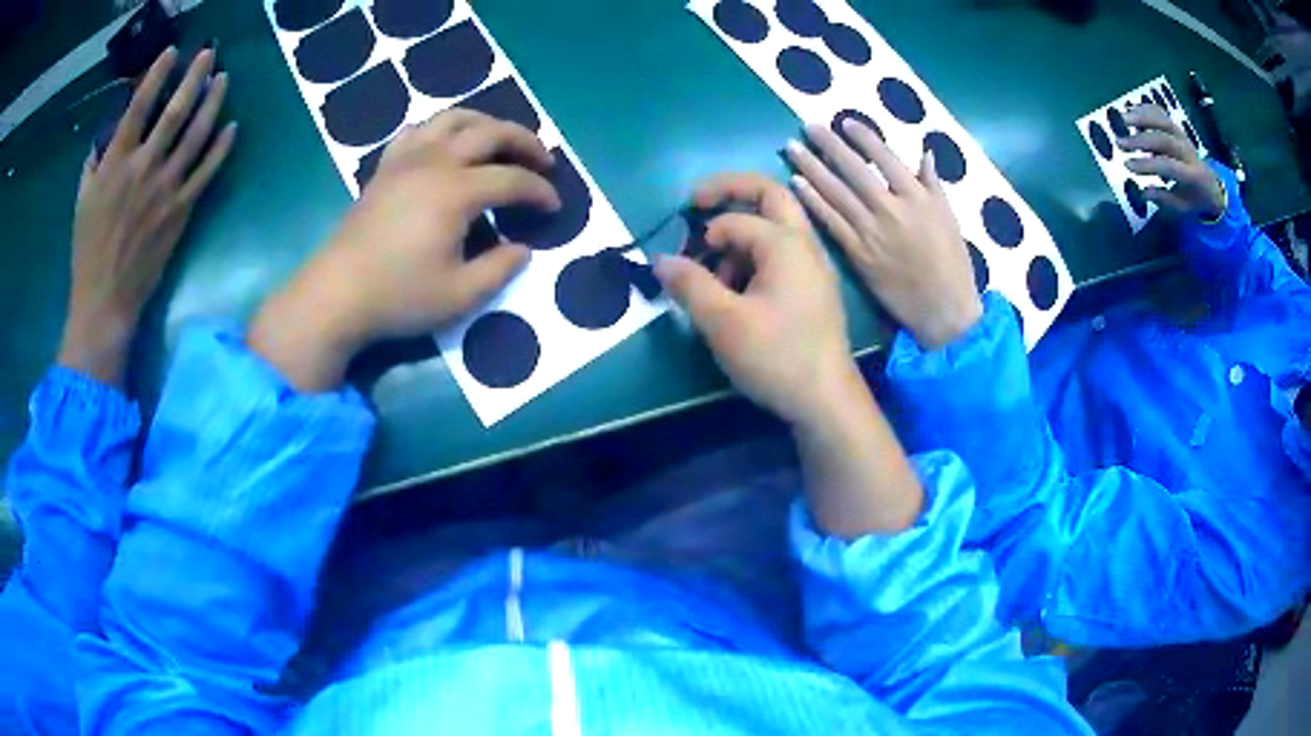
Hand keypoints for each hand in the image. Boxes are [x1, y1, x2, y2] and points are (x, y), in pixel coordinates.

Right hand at [60, 48, 234, 385]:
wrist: (106, 301)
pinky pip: (206, 172)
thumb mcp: (82, 202)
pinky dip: (221, 147)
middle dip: (195, 76)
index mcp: (115, 162)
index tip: (172, 52)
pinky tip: (233, 127)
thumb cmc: (87, 252)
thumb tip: (106, 138)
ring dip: (213, 102)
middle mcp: (143, 167)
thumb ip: (94, 165)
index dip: (157, 74)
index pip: (139, 106)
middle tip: (209, 54)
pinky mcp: (181, 210)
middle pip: (175, 110)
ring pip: (197, 134)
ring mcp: (166, 188)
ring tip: (224, 80)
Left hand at [249, 110, 559, 391]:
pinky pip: (417, 130)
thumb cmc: (398, 297)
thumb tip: (522, 249)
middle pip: (491, 132)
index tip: (555, 208)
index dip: (540, 192)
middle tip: (544, 161)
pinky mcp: (385, 167)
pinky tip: (445, 146)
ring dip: (486, 123)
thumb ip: (499, 269)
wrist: (336, 295)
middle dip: (525, 141)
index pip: (513, 180)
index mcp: (456, 192)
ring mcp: (406, 159)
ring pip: (454, 118)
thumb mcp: (459, 296)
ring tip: (500, 141)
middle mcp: (435, 162)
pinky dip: (441, 130)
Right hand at [653, 173, 857, 426]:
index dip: (701, 236)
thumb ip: (689, 284)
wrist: (826, 400)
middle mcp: (805, 244)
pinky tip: (740, 293)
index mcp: (785, 243)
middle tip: (696, 202)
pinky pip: (781, 253)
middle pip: (769, 195)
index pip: (734, 220)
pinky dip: (755, 257)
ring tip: (716, 274)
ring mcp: (813, 266)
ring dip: (740, 234)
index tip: (680, 264)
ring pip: (775, 226)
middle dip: (730, 192)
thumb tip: (660, 259)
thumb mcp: (722, 321)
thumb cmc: (776, 356)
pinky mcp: (813, 288)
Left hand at [785, 122, 981, 349]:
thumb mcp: (950, 218)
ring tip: (791, 147)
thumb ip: (933, 184)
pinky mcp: (856, 254)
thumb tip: (924, 152)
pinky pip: (830, 222)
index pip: (885, 158)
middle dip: (828, 145)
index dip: (863, 137)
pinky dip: (812, 201)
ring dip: (810, 167)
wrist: (943, 310)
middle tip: (807, 126)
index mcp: (918, 198)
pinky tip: (795, 184)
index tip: (844, 122)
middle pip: (853, 170)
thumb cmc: (952, 263)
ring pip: (836, 192)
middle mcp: (891, 210)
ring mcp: (871, 232)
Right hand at [1121, 104, 1225, 219]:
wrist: (1212, 186)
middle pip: (1163, 138)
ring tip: (1122, 120)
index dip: (1147, 164)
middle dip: (1140, 139)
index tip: (1127, 165)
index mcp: (1192, 175)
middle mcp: (1188, 151)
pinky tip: (1131, 110)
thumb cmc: (1195, 200)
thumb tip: (1144, 192)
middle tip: (1120, 143)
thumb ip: (1165, 200)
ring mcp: (1182, 135)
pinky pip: (1161, 112)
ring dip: (1141, 117)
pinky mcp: (1176, 127)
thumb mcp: (1183, 208)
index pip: (1167, 166)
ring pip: (1162, 120)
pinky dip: (1144, 109)